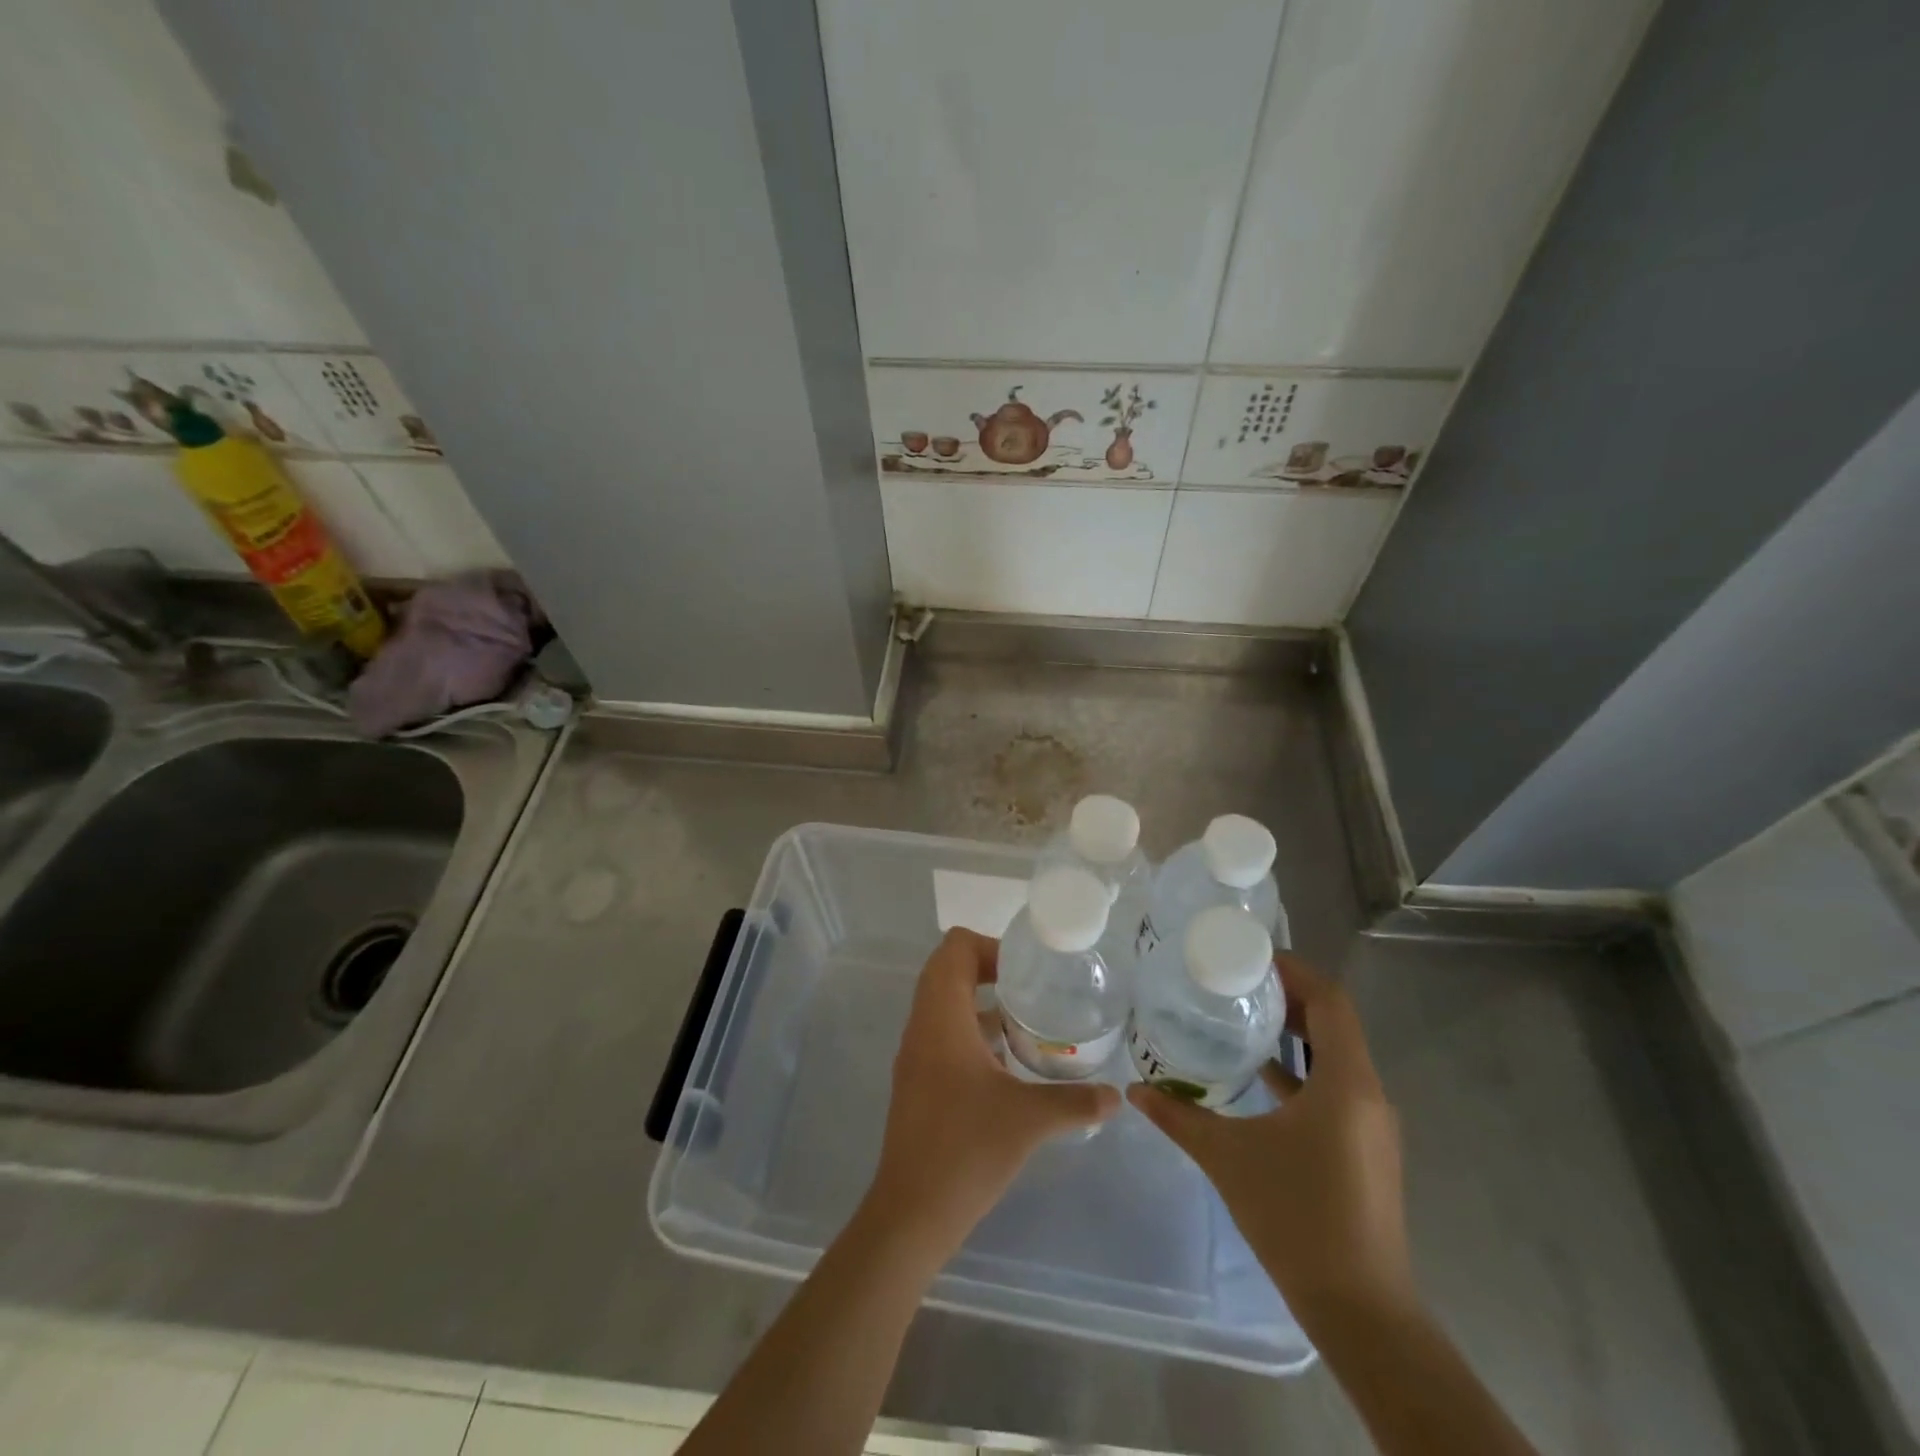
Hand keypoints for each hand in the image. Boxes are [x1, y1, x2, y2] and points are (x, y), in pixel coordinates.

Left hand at [864, 928, 1120, 1258]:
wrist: (912, 1211)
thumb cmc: (967, 1149)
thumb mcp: (1029, 1119)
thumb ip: (1075, 1101)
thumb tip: (1117, 1096)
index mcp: (941, 1017)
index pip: (953, 948)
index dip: (989, 946)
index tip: (1026, 970)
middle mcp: (922, 1025)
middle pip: (946, 969)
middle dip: (987, 968)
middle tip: (1030, 987)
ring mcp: (915, 1053)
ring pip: (943, 1002)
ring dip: (980, 1000)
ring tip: (1026, 1020)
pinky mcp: (917, 1080)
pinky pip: (942, 1032)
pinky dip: (971, 1030)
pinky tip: (1007, 1062)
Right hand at [1127, 954, 1414, 1325]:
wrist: (1360, 1311)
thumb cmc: (1297, 1217)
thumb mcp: (1227, 1157)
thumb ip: (1179, 1115)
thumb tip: (1134, 1090)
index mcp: (1347, 1083)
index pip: (1331, 1001)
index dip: (1294, 971)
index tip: (1250, 958)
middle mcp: (1368, 1094)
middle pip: (1334, 1023)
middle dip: (1288, 997)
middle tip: (1236, 982)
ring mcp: (1369, 1125)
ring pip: (1335, 1057)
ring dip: (1294, 1034)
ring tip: (1241, 1019)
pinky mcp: (1364, 1149)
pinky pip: (1334, 1088)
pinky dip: (1299, 1071)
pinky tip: (1258, 1077)